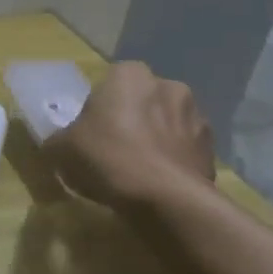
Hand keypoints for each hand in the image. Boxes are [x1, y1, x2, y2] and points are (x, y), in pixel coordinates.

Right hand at [44, 61, 216, 212]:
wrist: (166, 198)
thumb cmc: (108, 157)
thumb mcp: (62, 148)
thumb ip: (59, 139)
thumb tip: (58, 144)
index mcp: (130, 75)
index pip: (112, 80)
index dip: (101, 105)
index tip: (93, 129)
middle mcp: (168, 85)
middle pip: (143, 99)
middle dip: (134, 118)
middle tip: (115, 147)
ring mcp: (196, 116)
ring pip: (168, 123)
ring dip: (157, 138)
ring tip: (140, 169)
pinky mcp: (213, 148)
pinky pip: (185, 149)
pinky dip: (174, 160)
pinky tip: (159, 182)